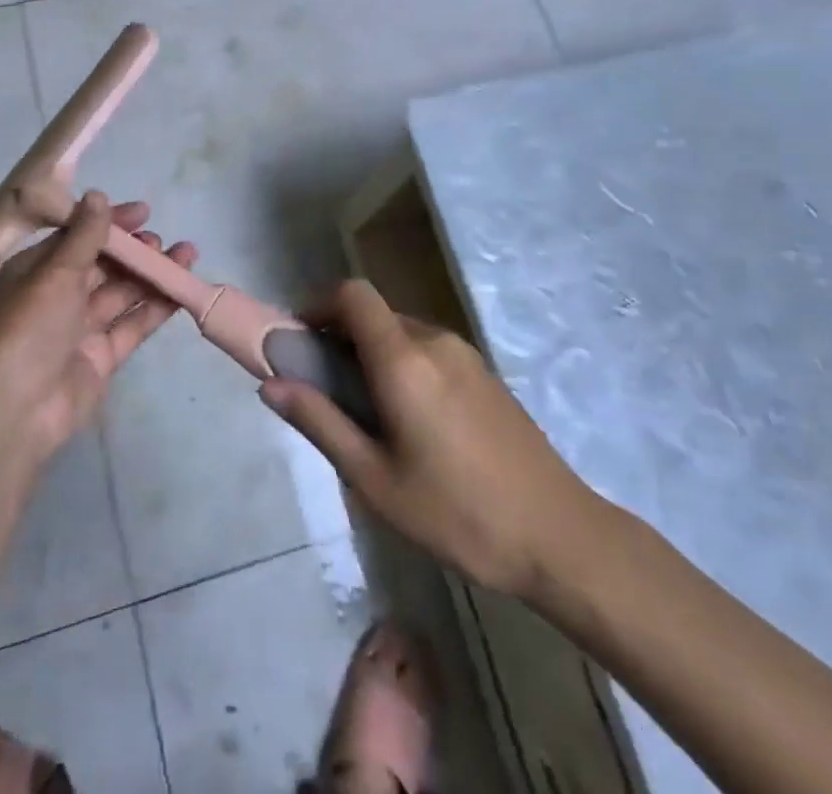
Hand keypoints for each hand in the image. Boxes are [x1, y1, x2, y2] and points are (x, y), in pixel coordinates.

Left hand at [0, 192, 195, 467]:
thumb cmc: (28, 329)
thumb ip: (84, 236)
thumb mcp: (55, 273)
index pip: (78, 236)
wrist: (15, 412)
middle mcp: (57, 295)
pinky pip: (132, 324)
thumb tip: (97, 195)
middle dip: (135, 251)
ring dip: (152, 274)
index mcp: (36, 270)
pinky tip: (181, 291)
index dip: (110, 223)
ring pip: (122, 293)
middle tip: (161, 242)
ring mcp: (80, 328)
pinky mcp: (101, 357)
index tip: (144, 212)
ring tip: (186, 255)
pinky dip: (156, 307)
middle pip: (103, 264)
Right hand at [260, 281, 602, 602]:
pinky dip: (402, 366)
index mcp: (404, 359)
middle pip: (374, 314)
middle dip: (340, 337)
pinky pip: (428, 351)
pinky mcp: (485, 375)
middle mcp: (434, 341)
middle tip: (326, 391)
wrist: (561, 537)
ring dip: (371, 354)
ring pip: (401, 333)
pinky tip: (412, 425)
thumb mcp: (375, 480)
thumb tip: (270, 384)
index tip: (300, 341)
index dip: (318, 303)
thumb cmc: (458, 513)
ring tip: (367, 416)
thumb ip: (321, 423)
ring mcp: (465, 355)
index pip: (352, 294)